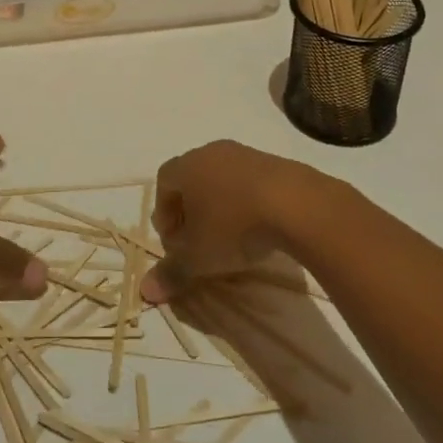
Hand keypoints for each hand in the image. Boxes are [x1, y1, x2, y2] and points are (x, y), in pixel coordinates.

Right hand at [141, 140, 316, 304]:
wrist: (296, 205)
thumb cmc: (233, 226)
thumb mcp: (198, 257)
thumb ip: (171, 272)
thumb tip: (145, 291)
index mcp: (187, 166)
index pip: (164, 182)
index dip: (164, 212)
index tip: (174, 241)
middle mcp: (212, 152)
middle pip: (192, 177)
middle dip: (190, 208)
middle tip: (197, 239)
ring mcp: (246, 154)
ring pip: (222, 178)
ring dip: (220, 205)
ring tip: (230, 236)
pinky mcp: (275, 163)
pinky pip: (250, 182)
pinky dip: (246, 202)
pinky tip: (258, 227)